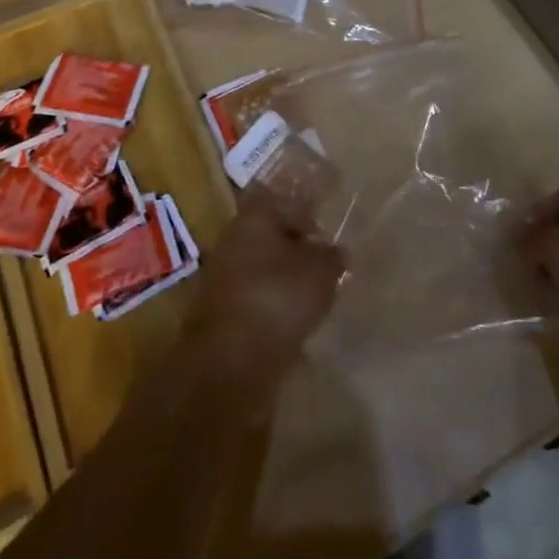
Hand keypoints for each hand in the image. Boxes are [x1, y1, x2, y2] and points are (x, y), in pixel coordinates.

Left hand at [180, 189, 344, 398]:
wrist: (228, 361)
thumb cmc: (276, 299)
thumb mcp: (320, 272)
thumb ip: (331, 256)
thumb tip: (334, 250)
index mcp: (255, 216)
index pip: (284, 197)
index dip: (308, 207)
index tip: (329, 222)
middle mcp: (235, 237)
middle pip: (273, 232)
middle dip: (299, 244)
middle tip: (328, 260)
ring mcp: (225, 273)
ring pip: (265, 264)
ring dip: (287, 275)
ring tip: (318, 293)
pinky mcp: (223, 308)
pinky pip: (258, 294)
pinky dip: (276, 301)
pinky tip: (296, 318)